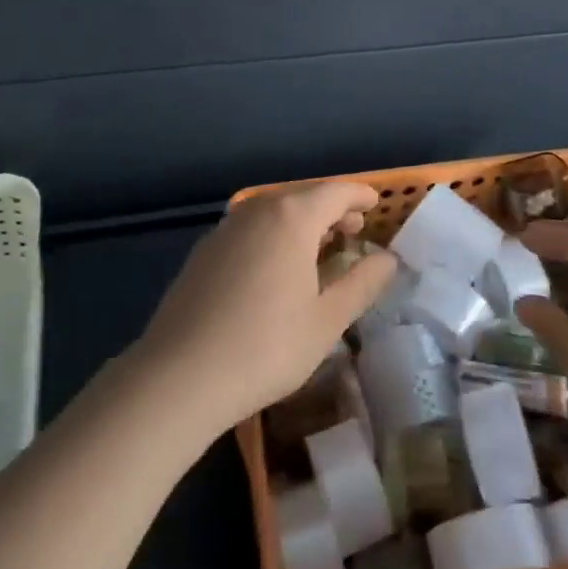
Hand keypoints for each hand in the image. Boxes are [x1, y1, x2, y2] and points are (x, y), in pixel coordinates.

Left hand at [134, 182, 396, 435]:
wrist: (179, 376)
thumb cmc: (267, 346)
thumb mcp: (327, 320)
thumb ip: (362, 284)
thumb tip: (388, 259)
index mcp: (291, 217)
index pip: (335, 192)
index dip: (359, 197)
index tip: (375, 205)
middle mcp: (257, 211)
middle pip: (303, 198)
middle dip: (331, 210)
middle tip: (353, 231)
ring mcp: (225, 229)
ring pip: (273, 213)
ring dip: (301, 224)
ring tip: (318, 249)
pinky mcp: (203, 253)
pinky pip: (250, 231)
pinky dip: (273, 237)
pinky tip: (275, 269)